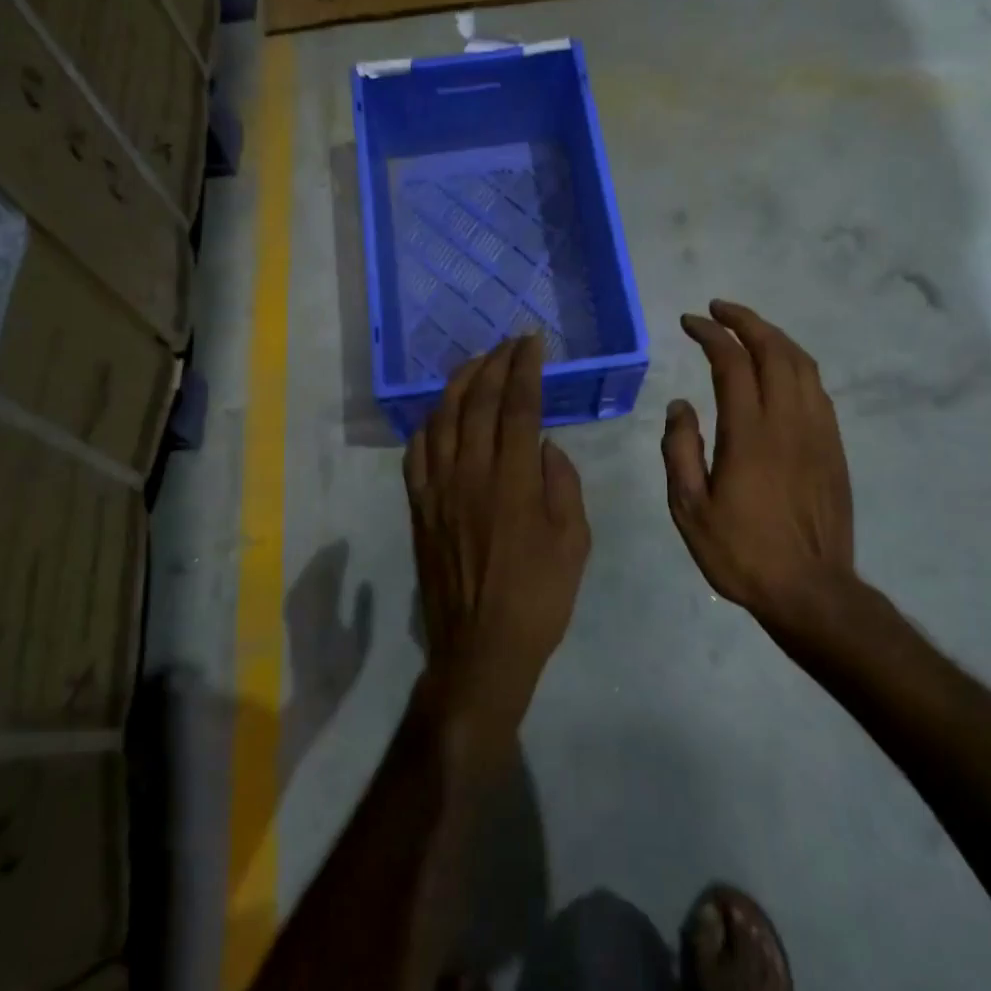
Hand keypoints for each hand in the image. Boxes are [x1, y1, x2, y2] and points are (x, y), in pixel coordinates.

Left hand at [406, 336, 590, 754]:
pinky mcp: (418, 507)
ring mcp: (437, 490)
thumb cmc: (538, 598)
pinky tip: (439, 413)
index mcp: (513, 482)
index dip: (525, 369)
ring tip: (476, 363)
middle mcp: (470, 475)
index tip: (533, 343)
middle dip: (494, 364)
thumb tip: (543, 445)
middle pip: (476, 403)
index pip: (517, 407)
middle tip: (509, 342)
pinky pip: (416, 453)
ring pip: (441, 419)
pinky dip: (428, 423)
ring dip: (458, 383)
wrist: (481, 648)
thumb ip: (562, 484)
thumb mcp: (574, 542)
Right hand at [661, 301, 857, 637]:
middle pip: (774, 351)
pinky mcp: (834, 447)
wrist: (811, 590)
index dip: (711, 335)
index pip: (732, 363)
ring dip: (774, 337)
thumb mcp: (689, 509)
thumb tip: (680, 405)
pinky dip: (796, 365)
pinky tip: (780, 370)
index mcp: (749, 434)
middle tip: (719, 310)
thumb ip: (679, 450)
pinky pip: (817, 389)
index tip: (690, 322)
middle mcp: (788, 422)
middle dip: (746, 321)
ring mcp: (818, 432)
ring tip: (748, 329)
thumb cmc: (741, 552)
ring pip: (802, 365)